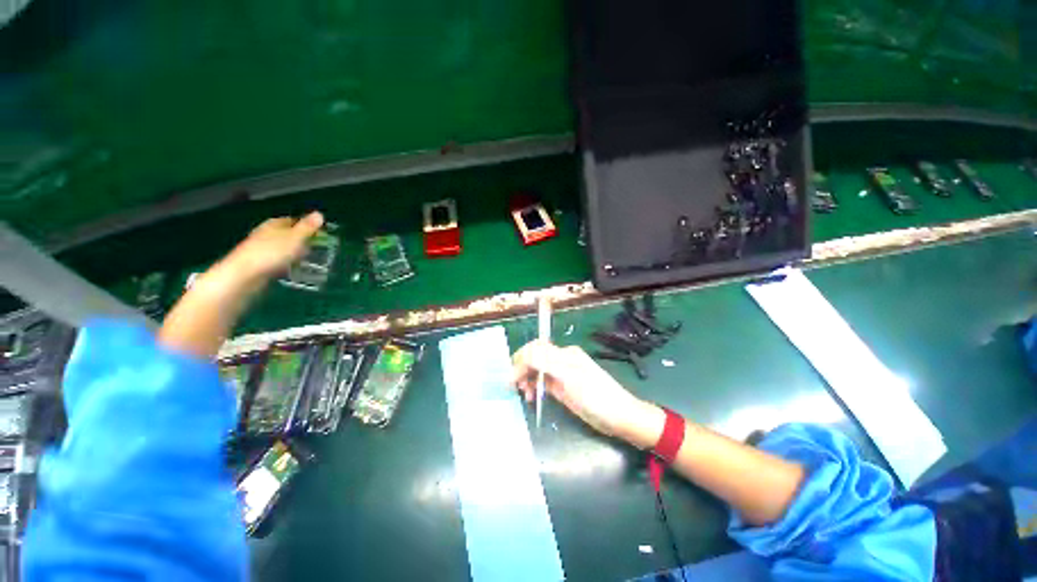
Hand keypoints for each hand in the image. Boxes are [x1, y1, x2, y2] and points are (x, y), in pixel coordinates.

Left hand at [222, 212, 324, 281]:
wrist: (244, 274)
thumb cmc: (272, 253)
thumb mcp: (295, 238)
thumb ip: (308, 227)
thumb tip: (319, 213)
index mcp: (274, 224)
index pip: (294, 220)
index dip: (308, 226)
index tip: (321, 234)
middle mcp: (267, 233)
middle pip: (288, 233)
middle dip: (301, 239)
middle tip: (318, 248)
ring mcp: (262, 248)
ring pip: (283, 246)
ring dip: (295, 251)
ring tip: (308, 259)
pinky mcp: (260, 262)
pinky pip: (278, 258)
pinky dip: (287, 261)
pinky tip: (293, 268)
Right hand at [511, 341, 663, 447]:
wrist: (619, 417)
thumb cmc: (596, 396)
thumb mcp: (570, 379)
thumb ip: (546, 364)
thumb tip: (524, 355)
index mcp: (564, 354)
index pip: (536, 350)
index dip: (521, 361)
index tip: (511, 379)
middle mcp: (561, 360)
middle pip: (535, 358)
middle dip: (522, 369)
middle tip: (514, 388)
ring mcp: (562, 374)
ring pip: (537, 370)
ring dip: (527, 379)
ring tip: (525, 395)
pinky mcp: (562, 387)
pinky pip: (542, 382)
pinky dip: (534, 387)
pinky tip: (532, 396)